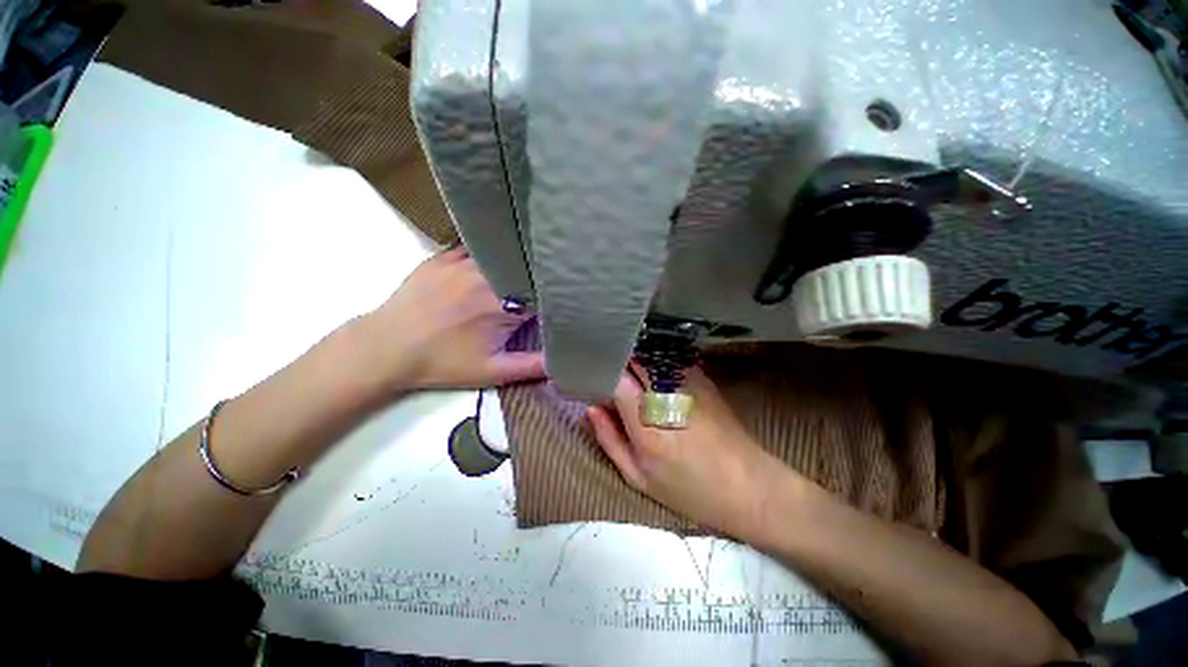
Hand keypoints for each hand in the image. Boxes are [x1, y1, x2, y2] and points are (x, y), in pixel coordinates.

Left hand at [359, 247, 544, 391]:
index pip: (543, 291)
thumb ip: (531, 366)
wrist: (386, 349)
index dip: (555, 293)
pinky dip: (490, 252)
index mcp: (503, 304)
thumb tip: (563, 362)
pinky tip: (495, 257)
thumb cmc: (443, 363)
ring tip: (523, 270)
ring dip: (515, 262)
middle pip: (525, 268)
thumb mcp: (491, 372)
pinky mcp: (443, 256)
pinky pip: (475, 247)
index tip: (562, 297)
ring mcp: (462, 262)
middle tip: (545, 283)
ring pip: (502, 254)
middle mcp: (487, 277)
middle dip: (537, 276)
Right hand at [587, 365, 795, 540]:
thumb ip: (609, 439)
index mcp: (646, 421)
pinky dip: (652, 361)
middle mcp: (666, 392)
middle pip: (631, 359)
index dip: (597, 372)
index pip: (614, 377)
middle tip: (603, 374)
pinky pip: (667, 359)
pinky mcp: (701, 376)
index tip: (587, 377)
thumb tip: (591, 408)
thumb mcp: (640, 477)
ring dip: (633, 359)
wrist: (751, 486)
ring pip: (648, 354)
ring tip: (624, 373)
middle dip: (614, 362)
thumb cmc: (690, 489)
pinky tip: (650, 374)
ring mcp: (687, 379)